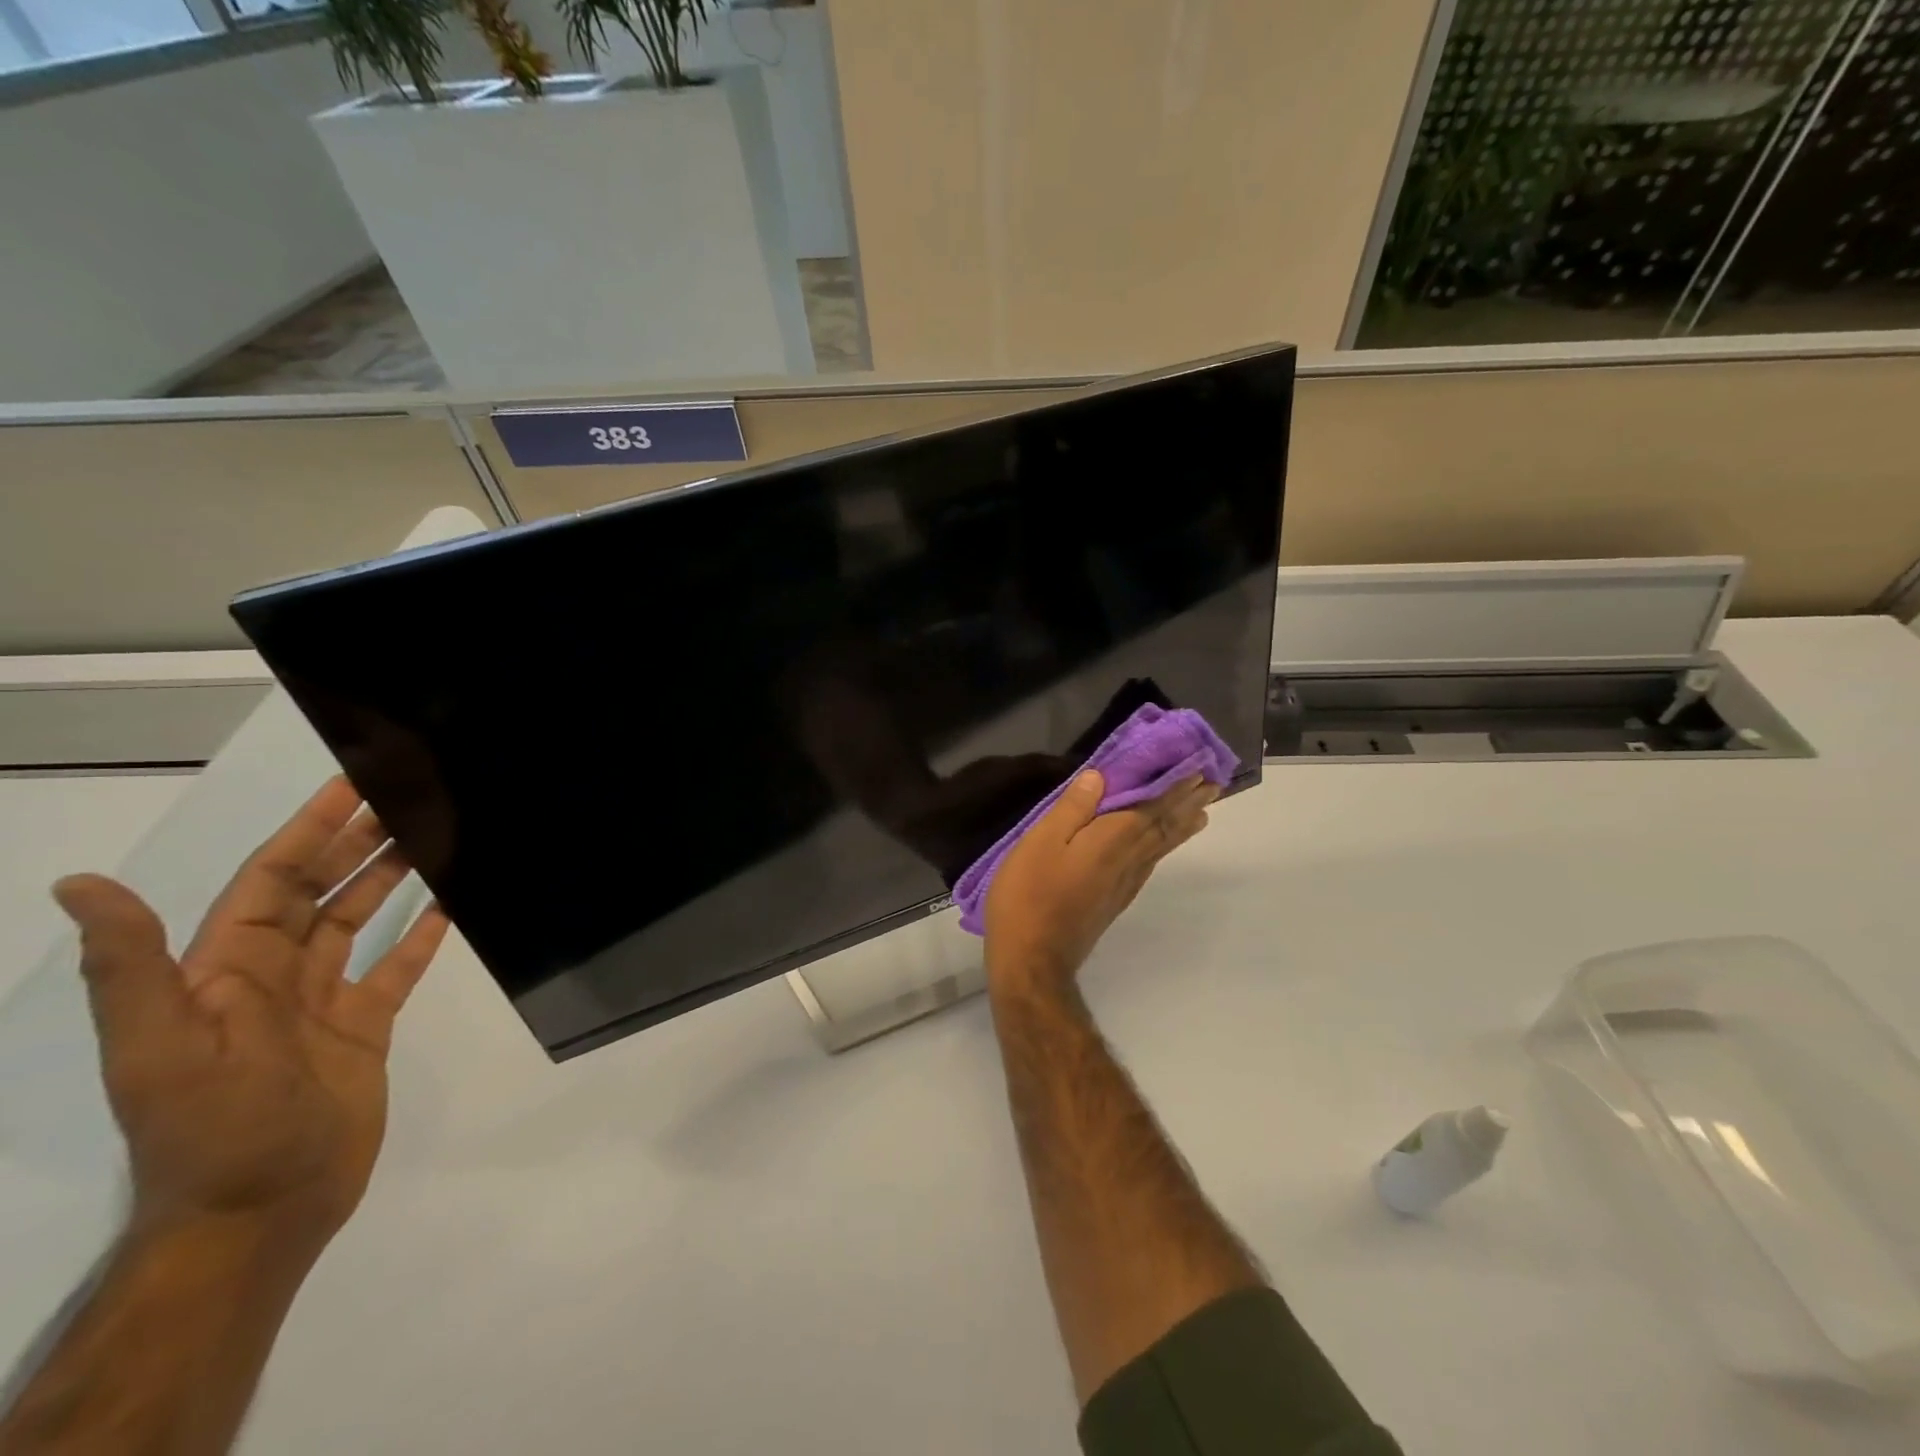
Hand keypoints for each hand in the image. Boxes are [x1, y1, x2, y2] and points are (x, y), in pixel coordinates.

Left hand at [53, 777, 449, 1247]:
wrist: (259, 1214)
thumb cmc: (213, 1127)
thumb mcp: (159, 1050)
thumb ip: (132, 969)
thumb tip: (80, 884)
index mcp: (225, 970)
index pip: (272, 879)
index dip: (309, 829)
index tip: (351, 786)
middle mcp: (272, 975)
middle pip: (321, 890)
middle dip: (360, 842)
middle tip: (409, 798)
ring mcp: (321, 1001)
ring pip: (359, 920)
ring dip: (392, 878)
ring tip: (434, 838)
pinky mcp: (364, 1027)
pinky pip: (396, 967)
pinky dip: (420, 936)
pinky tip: (450, 906)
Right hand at [983, 770, 1215, 996]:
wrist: (1032, 959)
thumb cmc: (1030, 894)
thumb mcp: (1041, 842)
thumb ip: (1072, 808)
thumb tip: (1100, 777)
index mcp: (1112, 840)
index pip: (1153, 808)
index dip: (1176, 788)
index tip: (1200, 769)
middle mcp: (1128, 861)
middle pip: (1164, 828)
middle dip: (1188, 805)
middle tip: (1214, 786)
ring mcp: (1123, 884)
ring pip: (1160, 848)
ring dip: (1181, 827)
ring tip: (1201, 813)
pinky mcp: (1114, 900)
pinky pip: (1149, 864)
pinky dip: (1163, 848)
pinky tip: (1159, 849)